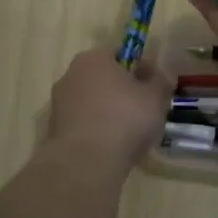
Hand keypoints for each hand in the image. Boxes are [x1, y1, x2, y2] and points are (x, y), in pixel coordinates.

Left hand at [46, 47, 176, 173]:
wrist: (86, 163)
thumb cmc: (124, 119)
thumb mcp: (155, 97)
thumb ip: (161, 81)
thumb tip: (162, 76)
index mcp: (94, 58)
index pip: (123, 54)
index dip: (143, 69)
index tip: (156, 88)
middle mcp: (71, 74)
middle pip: (106, 79)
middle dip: (126, 92)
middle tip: (147, 110)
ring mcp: (59, 103)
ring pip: (95, 102)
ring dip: (111, 112)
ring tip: (131, 134)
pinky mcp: (55, 129)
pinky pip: (85, 123)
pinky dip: (98, 130)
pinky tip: (113, 147)